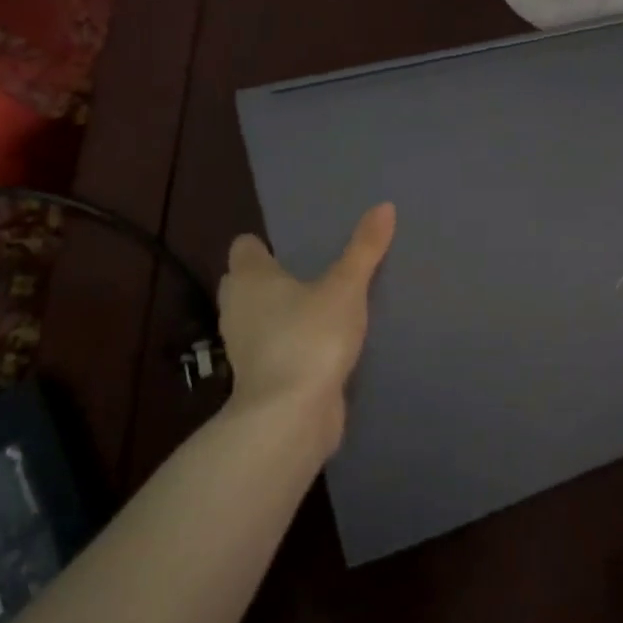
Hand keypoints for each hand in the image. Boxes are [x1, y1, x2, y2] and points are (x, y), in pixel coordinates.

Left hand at [216, 203, 395, 450]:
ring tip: (319, 306)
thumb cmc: (310, 337)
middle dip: (269, 278)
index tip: (292, 245)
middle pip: (246, 283)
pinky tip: (319, 345)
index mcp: (250, 278)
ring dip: (279, 314)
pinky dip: (289, 344)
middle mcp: (238, 308)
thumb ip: (364, 248)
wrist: (290, 416)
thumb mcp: (346, 287)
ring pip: (258, 318)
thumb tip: (384, 206)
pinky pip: (273, 349)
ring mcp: (245, 347)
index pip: (244, 247)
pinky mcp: (260, 378)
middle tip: (310, 272)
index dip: (263, 245)